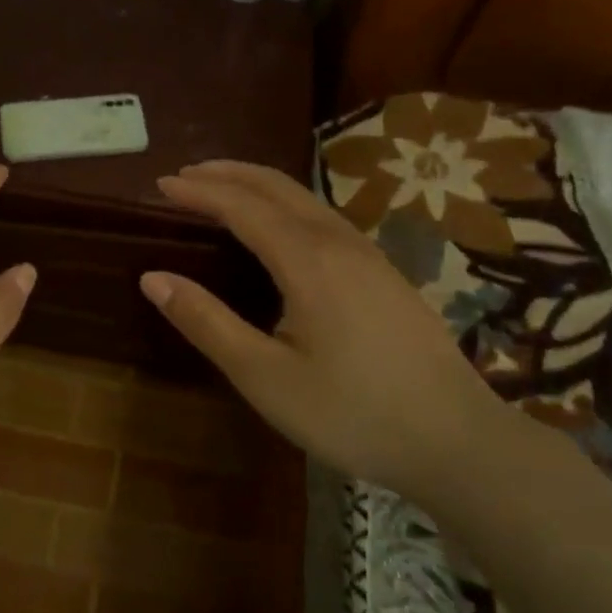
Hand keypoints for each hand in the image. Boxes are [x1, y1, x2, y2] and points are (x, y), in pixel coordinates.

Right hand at [140, 160, 516, 500]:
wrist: (457, 439)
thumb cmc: (352, 413)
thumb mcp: (265, 377)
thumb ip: (208, 323)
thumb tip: (154, 278)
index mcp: (307, 260)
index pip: (242, 206)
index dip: (199, 191)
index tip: (161, 184)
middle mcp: (339, 242)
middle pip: (276, 186)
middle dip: (228, 173)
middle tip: (186, 175)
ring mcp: (369, 255)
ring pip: (305, 198)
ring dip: (258, 184)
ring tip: (224, 188)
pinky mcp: (385, 273)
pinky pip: (325, 217)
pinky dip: (286, 204)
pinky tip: (281, 226)